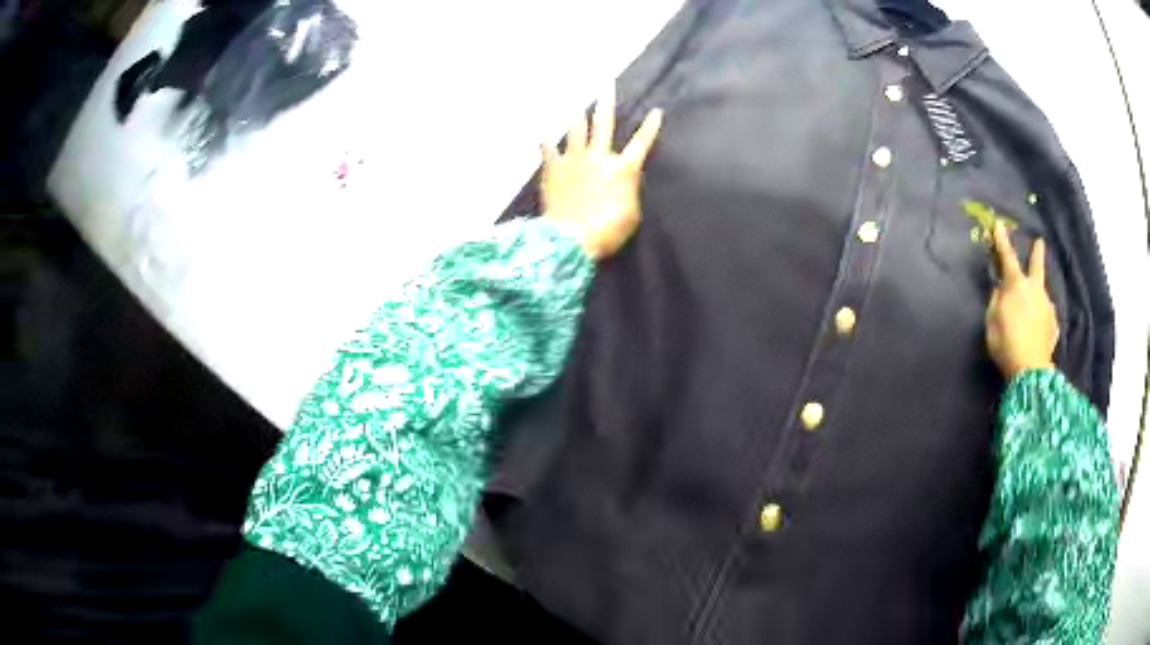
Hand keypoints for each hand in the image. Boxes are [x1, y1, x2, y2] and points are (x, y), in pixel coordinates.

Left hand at [541, 88, 662, 259]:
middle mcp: (599, 157)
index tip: (656, 111)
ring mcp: (574, 160)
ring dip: (576, 115)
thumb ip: (629, 192)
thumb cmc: (606, 231)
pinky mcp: (553, 169)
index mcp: (622, 169)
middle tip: (607, 85)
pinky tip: (541, 135)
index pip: (641, 143)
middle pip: (603, 124)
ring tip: (576, 102)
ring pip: (575, 130)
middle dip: (606, 103)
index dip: (650, 128)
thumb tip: (625, 182)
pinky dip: (545, 143)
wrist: (571, 238)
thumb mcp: (631, 215)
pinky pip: (548, 151)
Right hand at [986, 221, 1058, 379]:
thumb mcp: (992, 321)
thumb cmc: (1006, 343)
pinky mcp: (1054, 326)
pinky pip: (1047, 317)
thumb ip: (996, 301)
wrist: (1030, 370)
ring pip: (1042, 294)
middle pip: (1037, 266)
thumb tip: (1001, 289)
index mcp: (1017, 285)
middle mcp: (1035, 290)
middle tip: (1040, 242)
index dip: (1002, 240)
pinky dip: (1042, 318)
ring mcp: (1047, 307)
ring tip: (1034, 304)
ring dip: (1038, 294)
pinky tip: (1039, 328)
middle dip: (1037, 253)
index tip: (999, 224)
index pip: (1007, 257)